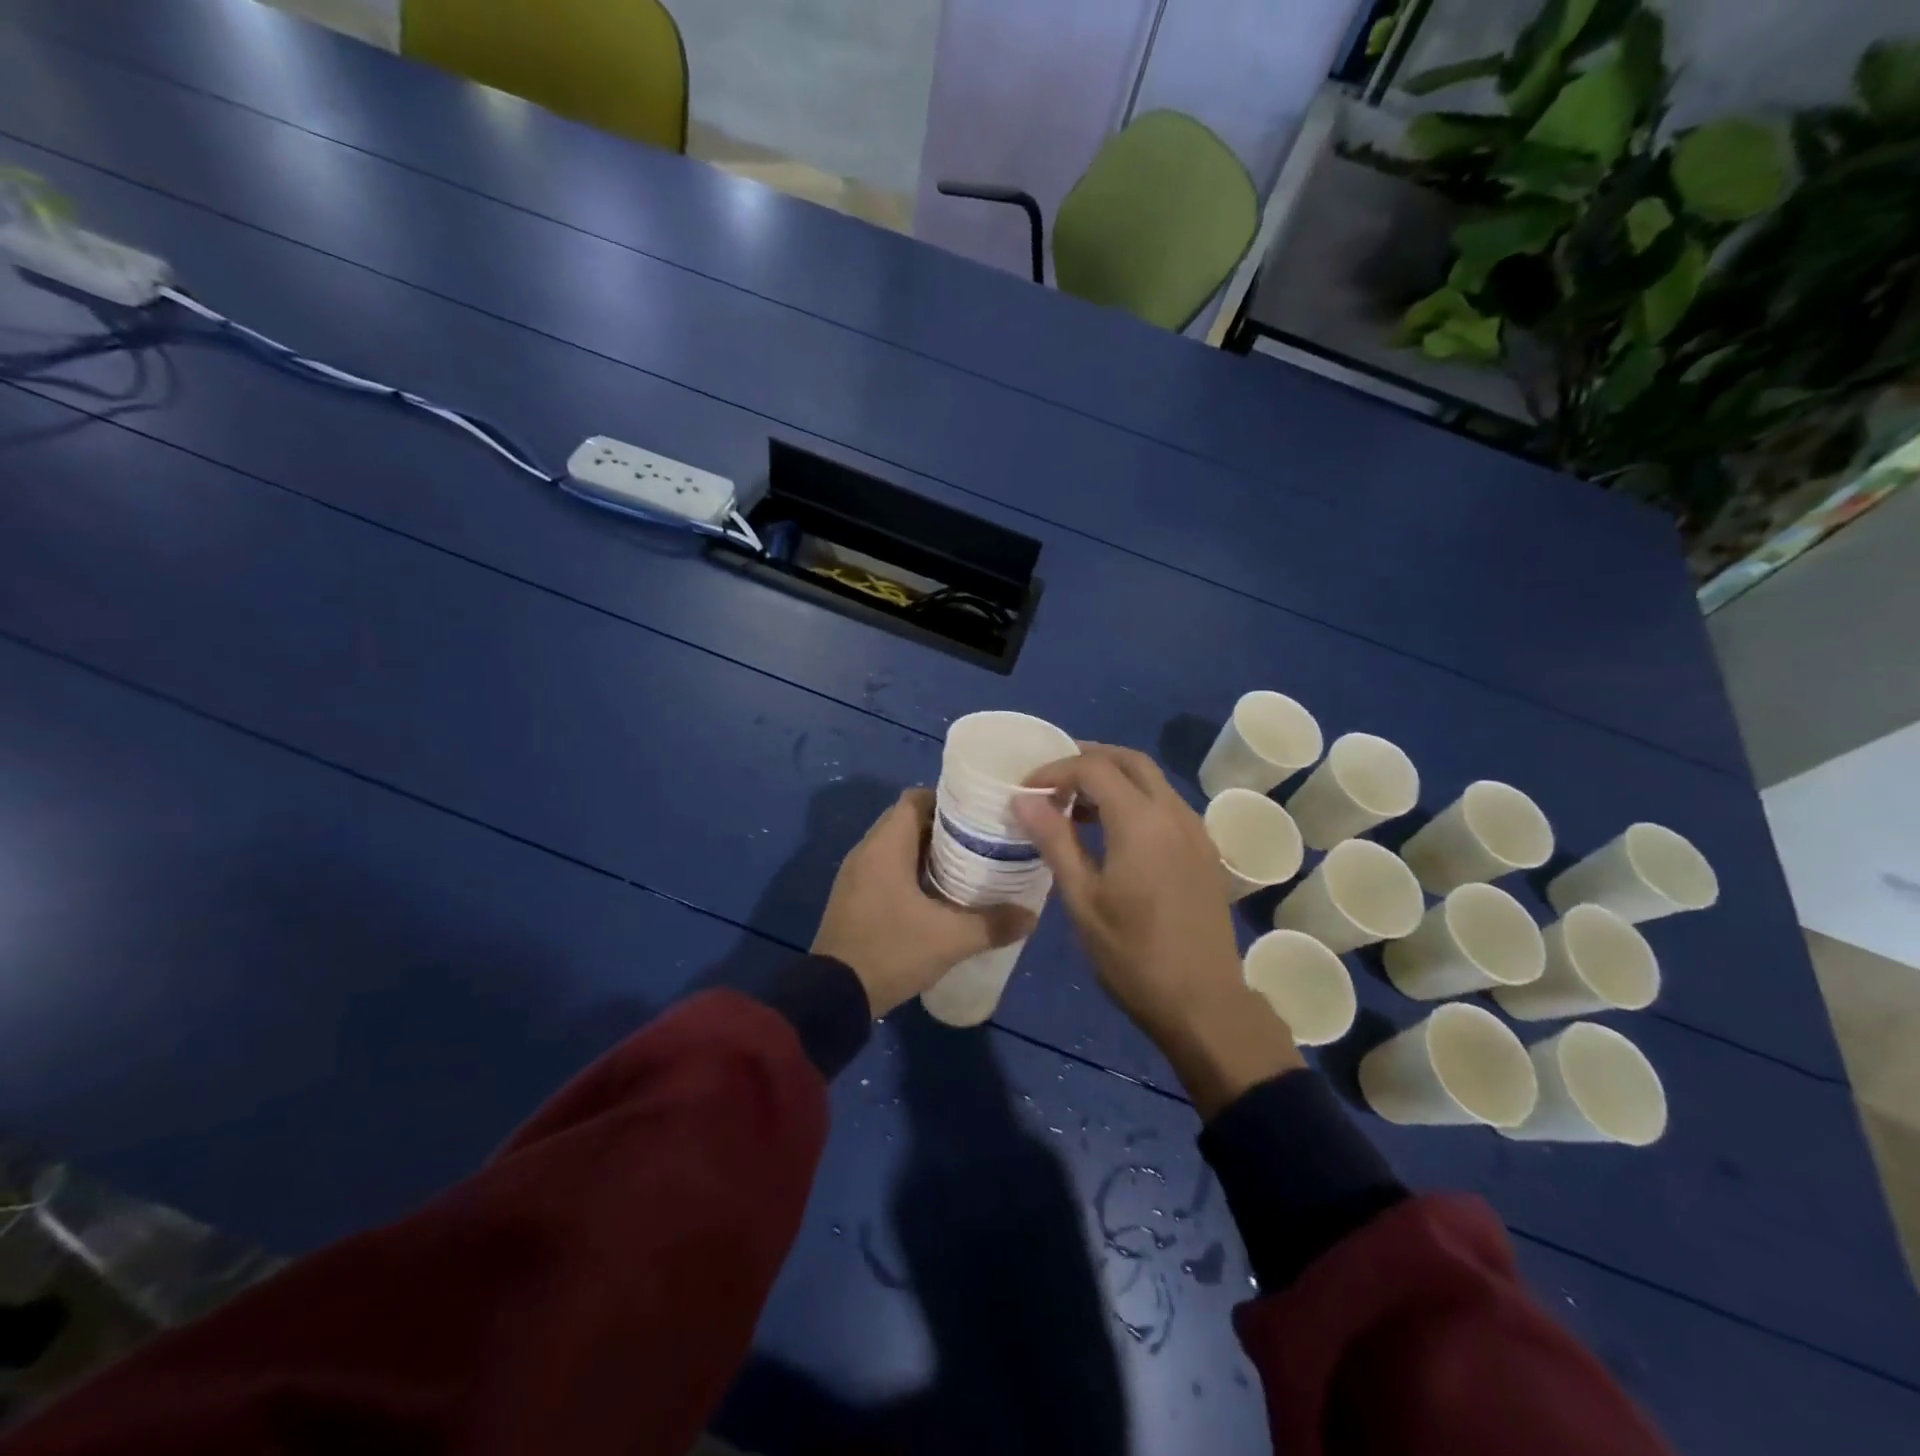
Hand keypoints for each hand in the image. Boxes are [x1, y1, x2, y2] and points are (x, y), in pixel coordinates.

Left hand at [812, 789, 1035, 1017]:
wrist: (834, 997)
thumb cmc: (891, 951)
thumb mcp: (949, 939)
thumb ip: (993, 924)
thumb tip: (1031, 915)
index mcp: (885, 846)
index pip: (915, 798)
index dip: (947, 801)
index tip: (978, 814)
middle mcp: (866, 851)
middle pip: (907, 820)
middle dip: (943, 828)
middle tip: (980, 841)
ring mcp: (856, 876)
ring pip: (897, 847)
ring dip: (928, 852)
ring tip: (966, 866)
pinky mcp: (853, 898)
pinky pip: (886, 869)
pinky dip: (911, 872)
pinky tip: (938, 895)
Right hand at [1014, 745, 1303, 1115]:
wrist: (1203, 1003)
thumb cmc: (1132, 955)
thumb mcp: (1082, 899)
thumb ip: (1054, 840)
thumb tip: (1024, 798)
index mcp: (1142, 822)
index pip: (1093, 768)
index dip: (1055, 769)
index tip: (1027, 790)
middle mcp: (1174, 813)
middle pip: (1130, 760)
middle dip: (1087, 759)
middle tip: (1051, 780)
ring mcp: (1196, 830)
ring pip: (1152, 780)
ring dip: (1113, 779)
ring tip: (1074, 805)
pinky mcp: (1204, 850)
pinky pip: (1166, 804)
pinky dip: (1134, 800)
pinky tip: (1111, 832)